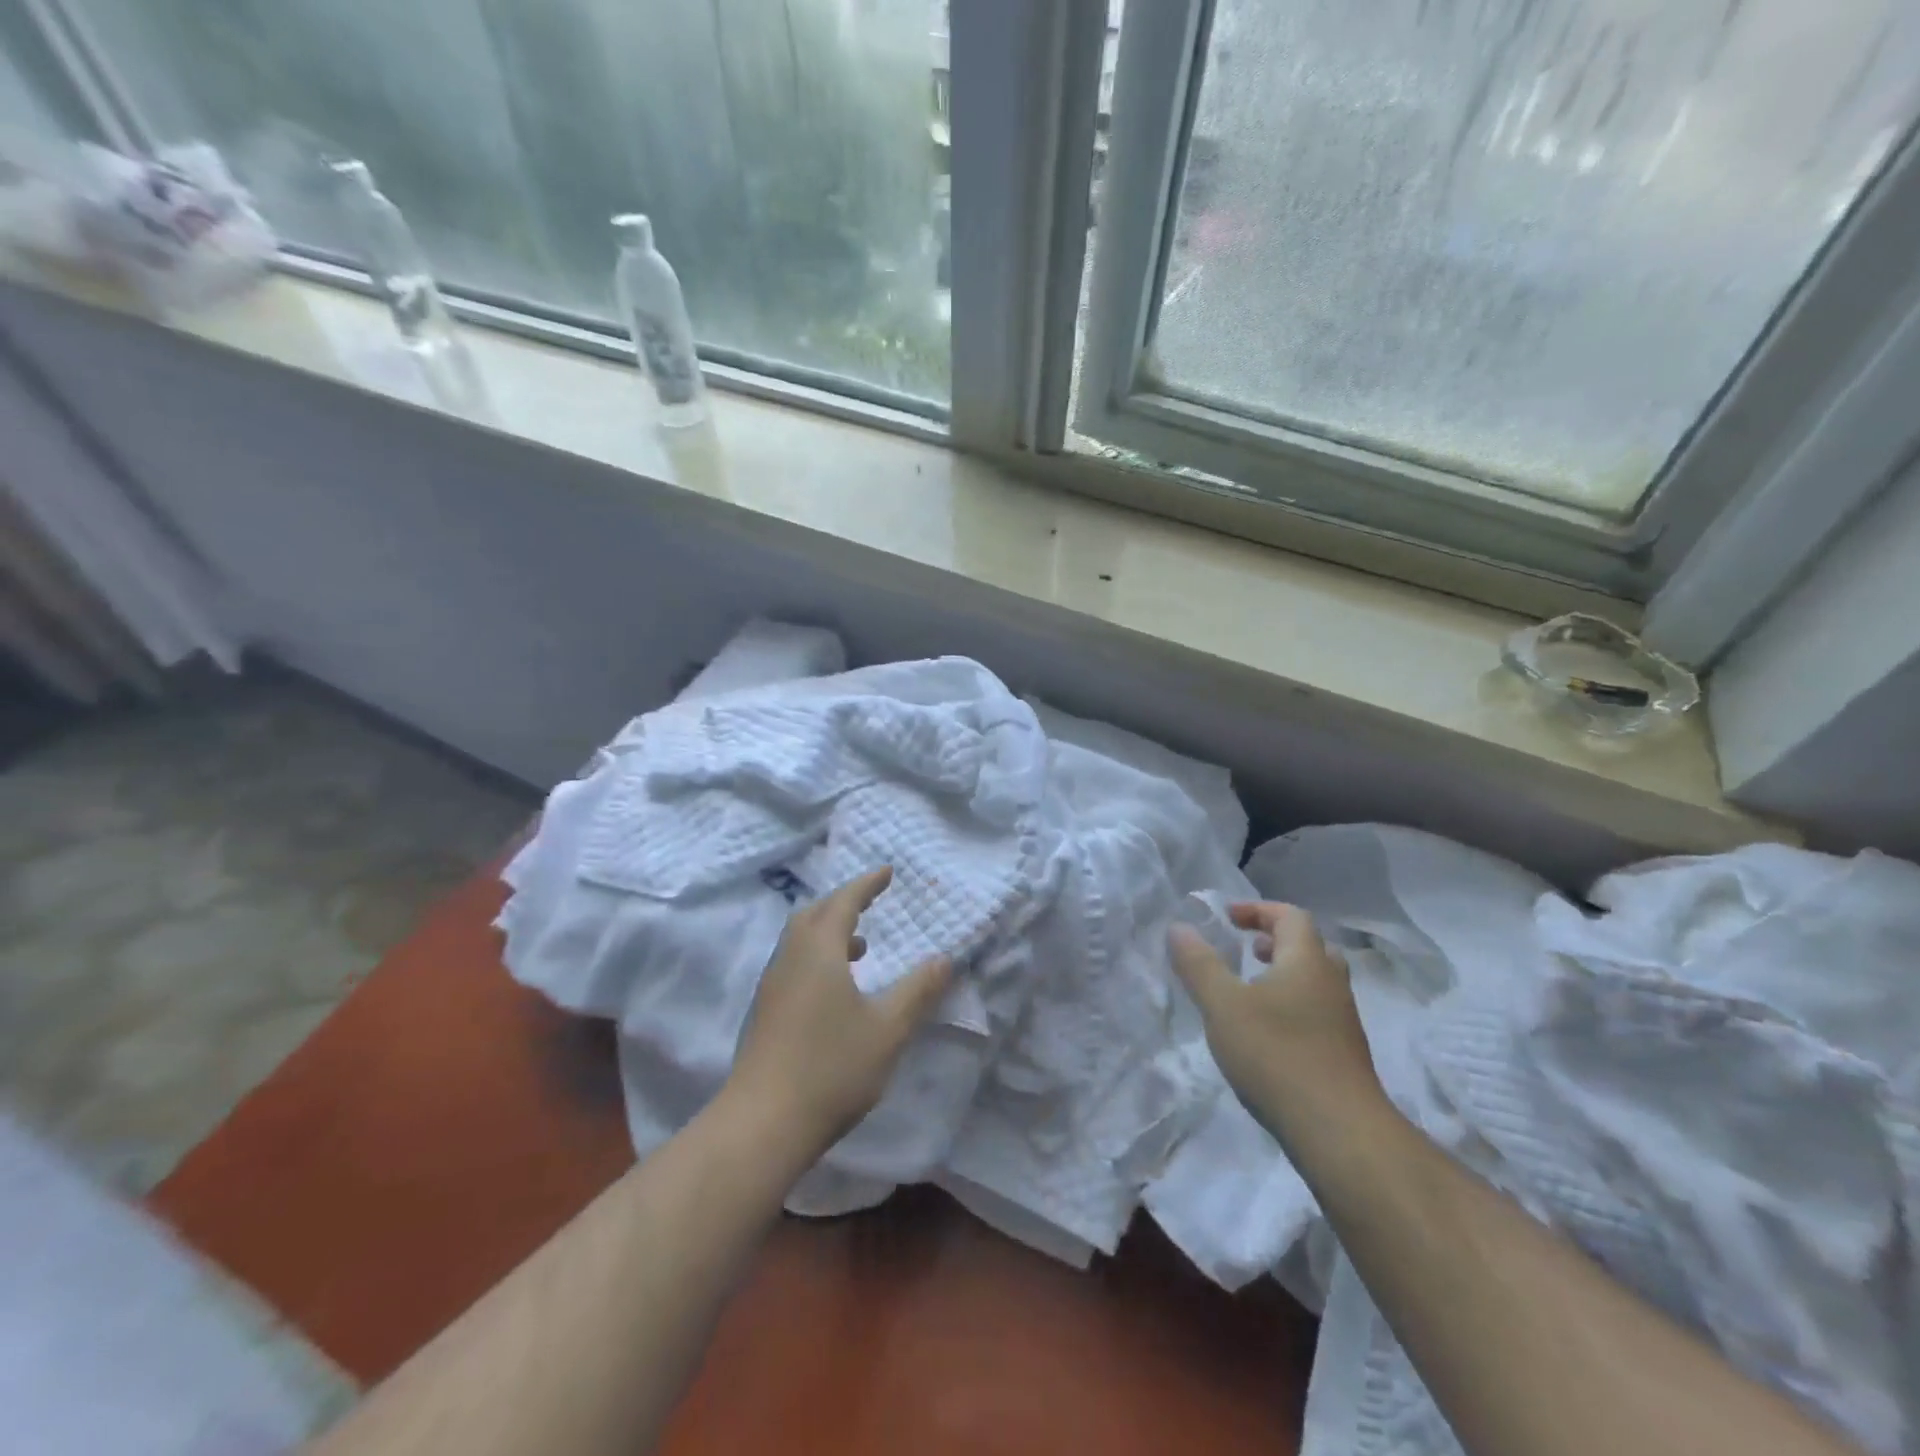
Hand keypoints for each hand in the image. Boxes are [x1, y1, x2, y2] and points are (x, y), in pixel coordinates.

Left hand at [724, 867, 952, 1154]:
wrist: (763, 1124)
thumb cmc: (831, 1068)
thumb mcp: (888, 1029)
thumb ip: (918, 991)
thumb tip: (943, 959)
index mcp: (818, 951)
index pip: (844, 902)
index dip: (866, 884)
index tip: (887, 872)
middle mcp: (790, 958)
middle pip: (814, 914)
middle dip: (843, 902)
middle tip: (870, 902)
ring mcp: (772, 986)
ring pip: (800, 940)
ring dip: (829, 931)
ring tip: (860, 947)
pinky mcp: (765, 1012)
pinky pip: (794, 963)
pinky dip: (818, 956)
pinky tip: (836, 988)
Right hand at [1168, 902, 1382, 1141]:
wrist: (1340, 1132)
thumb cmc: (1277, 1055)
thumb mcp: (1223, 1005)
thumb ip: (1199, 964)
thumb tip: (1180, 927)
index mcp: (1307, 961)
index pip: (1290, 916)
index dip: (1258, 910)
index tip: (1228, 917)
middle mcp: (1331, 983)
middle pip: (1309, 946)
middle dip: (1275, 940)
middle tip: (1246, 948)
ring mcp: (1343, 1021)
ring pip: (1316, 981)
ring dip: (1284, 973)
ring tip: (1251, 989)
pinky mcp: (1344, 1054)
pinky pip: (1317, 1010)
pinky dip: (1292, 1003)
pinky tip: (1267, 1032)